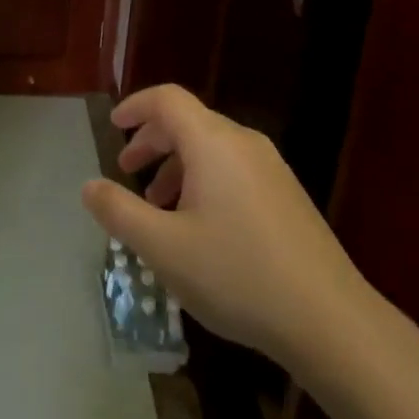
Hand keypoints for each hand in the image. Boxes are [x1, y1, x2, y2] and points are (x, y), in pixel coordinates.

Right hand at [81, 85, 365, 367]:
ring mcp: (271, 168)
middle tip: (127, 169)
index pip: (167, 99)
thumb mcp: (163, 248)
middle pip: (189, 122)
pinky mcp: (287, 195)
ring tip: (158, 207)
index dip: (135, 106)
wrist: (330, 320)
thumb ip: (119, 211)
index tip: (113, 126)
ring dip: (177, 165)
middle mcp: (243, 143)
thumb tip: (89, 185)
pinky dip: (204, 181)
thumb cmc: (237, 274)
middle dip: (152, 141)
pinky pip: (233, 169)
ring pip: (212, 149)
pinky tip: (199, 227)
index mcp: (213, 143)